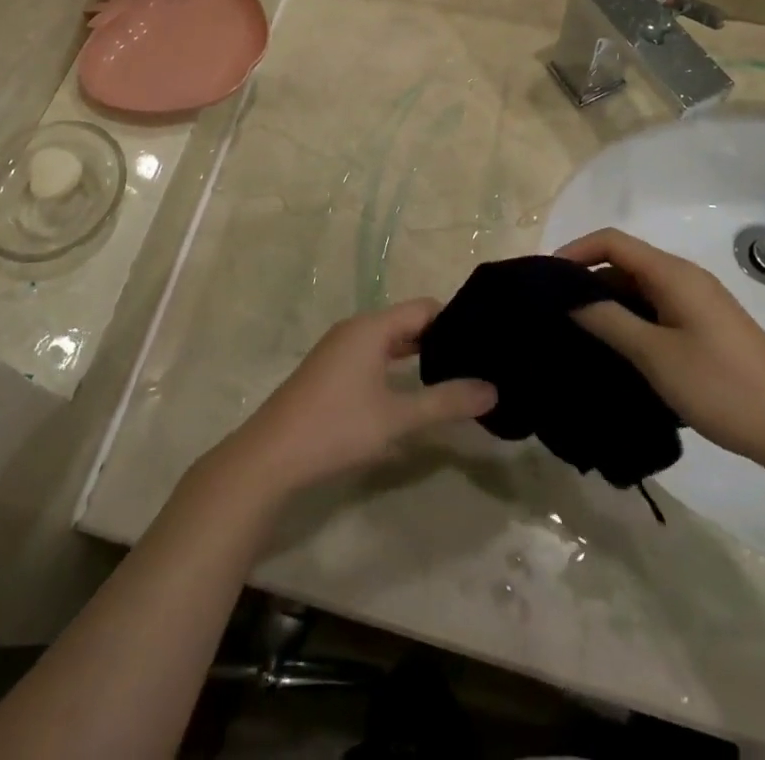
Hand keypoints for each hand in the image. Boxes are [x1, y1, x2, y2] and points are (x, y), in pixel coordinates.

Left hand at [219, 300, 496, 497]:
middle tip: (479, 360)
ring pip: (390, 341)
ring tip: (456, 376)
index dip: (457, 320)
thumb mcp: (398, 417)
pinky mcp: (331, 371)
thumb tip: (493, 389)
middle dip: (441, 339)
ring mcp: (340, 350)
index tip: (486, 340)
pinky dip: (397, 366)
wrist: (272, 456)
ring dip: (419, 355)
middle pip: (407, 323)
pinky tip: (415, 391)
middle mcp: (356, 329)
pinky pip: (374, 356)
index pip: (424, 308)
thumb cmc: (337, 427)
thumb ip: (446, 402)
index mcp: (372, 327)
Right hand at [557, 229, 764, 478]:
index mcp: (673, 274)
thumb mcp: (654, 355)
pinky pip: (655, 311)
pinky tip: (614, 351)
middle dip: (586, 281)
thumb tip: (567, 299)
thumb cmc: (723, 386)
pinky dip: (629, 322)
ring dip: (607, 305)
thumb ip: (607, 321)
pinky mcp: (704, 329)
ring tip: (574, 334)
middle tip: (552, 312)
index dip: (575, 252)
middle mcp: (684, 279)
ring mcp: (697, 305)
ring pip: (638, 290)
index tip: (544, 281)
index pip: (612, 242)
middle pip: (623, 264)